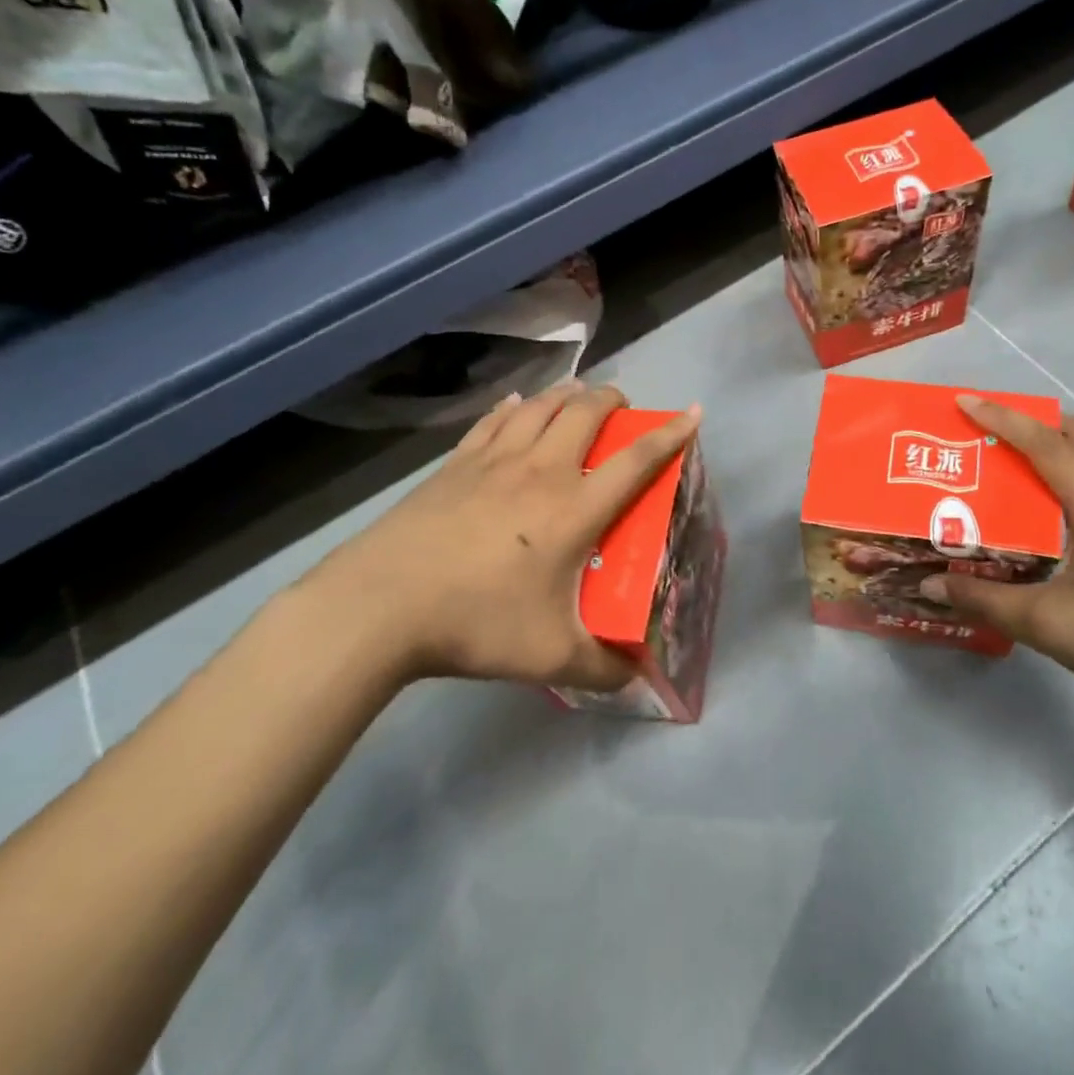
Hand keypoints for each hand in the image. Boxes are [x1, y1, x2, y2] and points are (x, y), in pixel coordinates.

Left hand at [288, 382, 699, 691]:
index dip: (671, 434)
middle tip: (623, 407)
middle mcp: (542, 471)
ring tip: (579, 395)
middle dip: (613, 400)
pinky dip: (516, 408)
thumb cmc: (476, 623)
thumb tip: (635, 679)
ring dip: (568, 394)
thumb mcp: (550, 656)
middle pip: (586, 412)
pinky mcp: (455, 465)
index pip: (637, 460)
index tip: (693, 412)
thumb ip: (602, 668)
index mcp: (575, 508)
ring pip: (542, 406)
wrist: (380, 606)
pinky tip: (518, 406)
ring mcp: (494, 462)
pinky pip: (495, 421)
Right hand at [919, 395, 1073, 709]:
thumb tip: (929, 585)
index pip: (1047, 446)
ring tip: (1010, 460)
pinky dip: (1066, 470)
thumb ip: (983, 600)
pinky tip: (1041, 505)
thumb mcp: (1043, 623)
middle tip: (991, 432)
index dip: (1004, 419)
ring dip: (1053, 443)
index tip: (965, 403)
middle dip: (1034, 420)